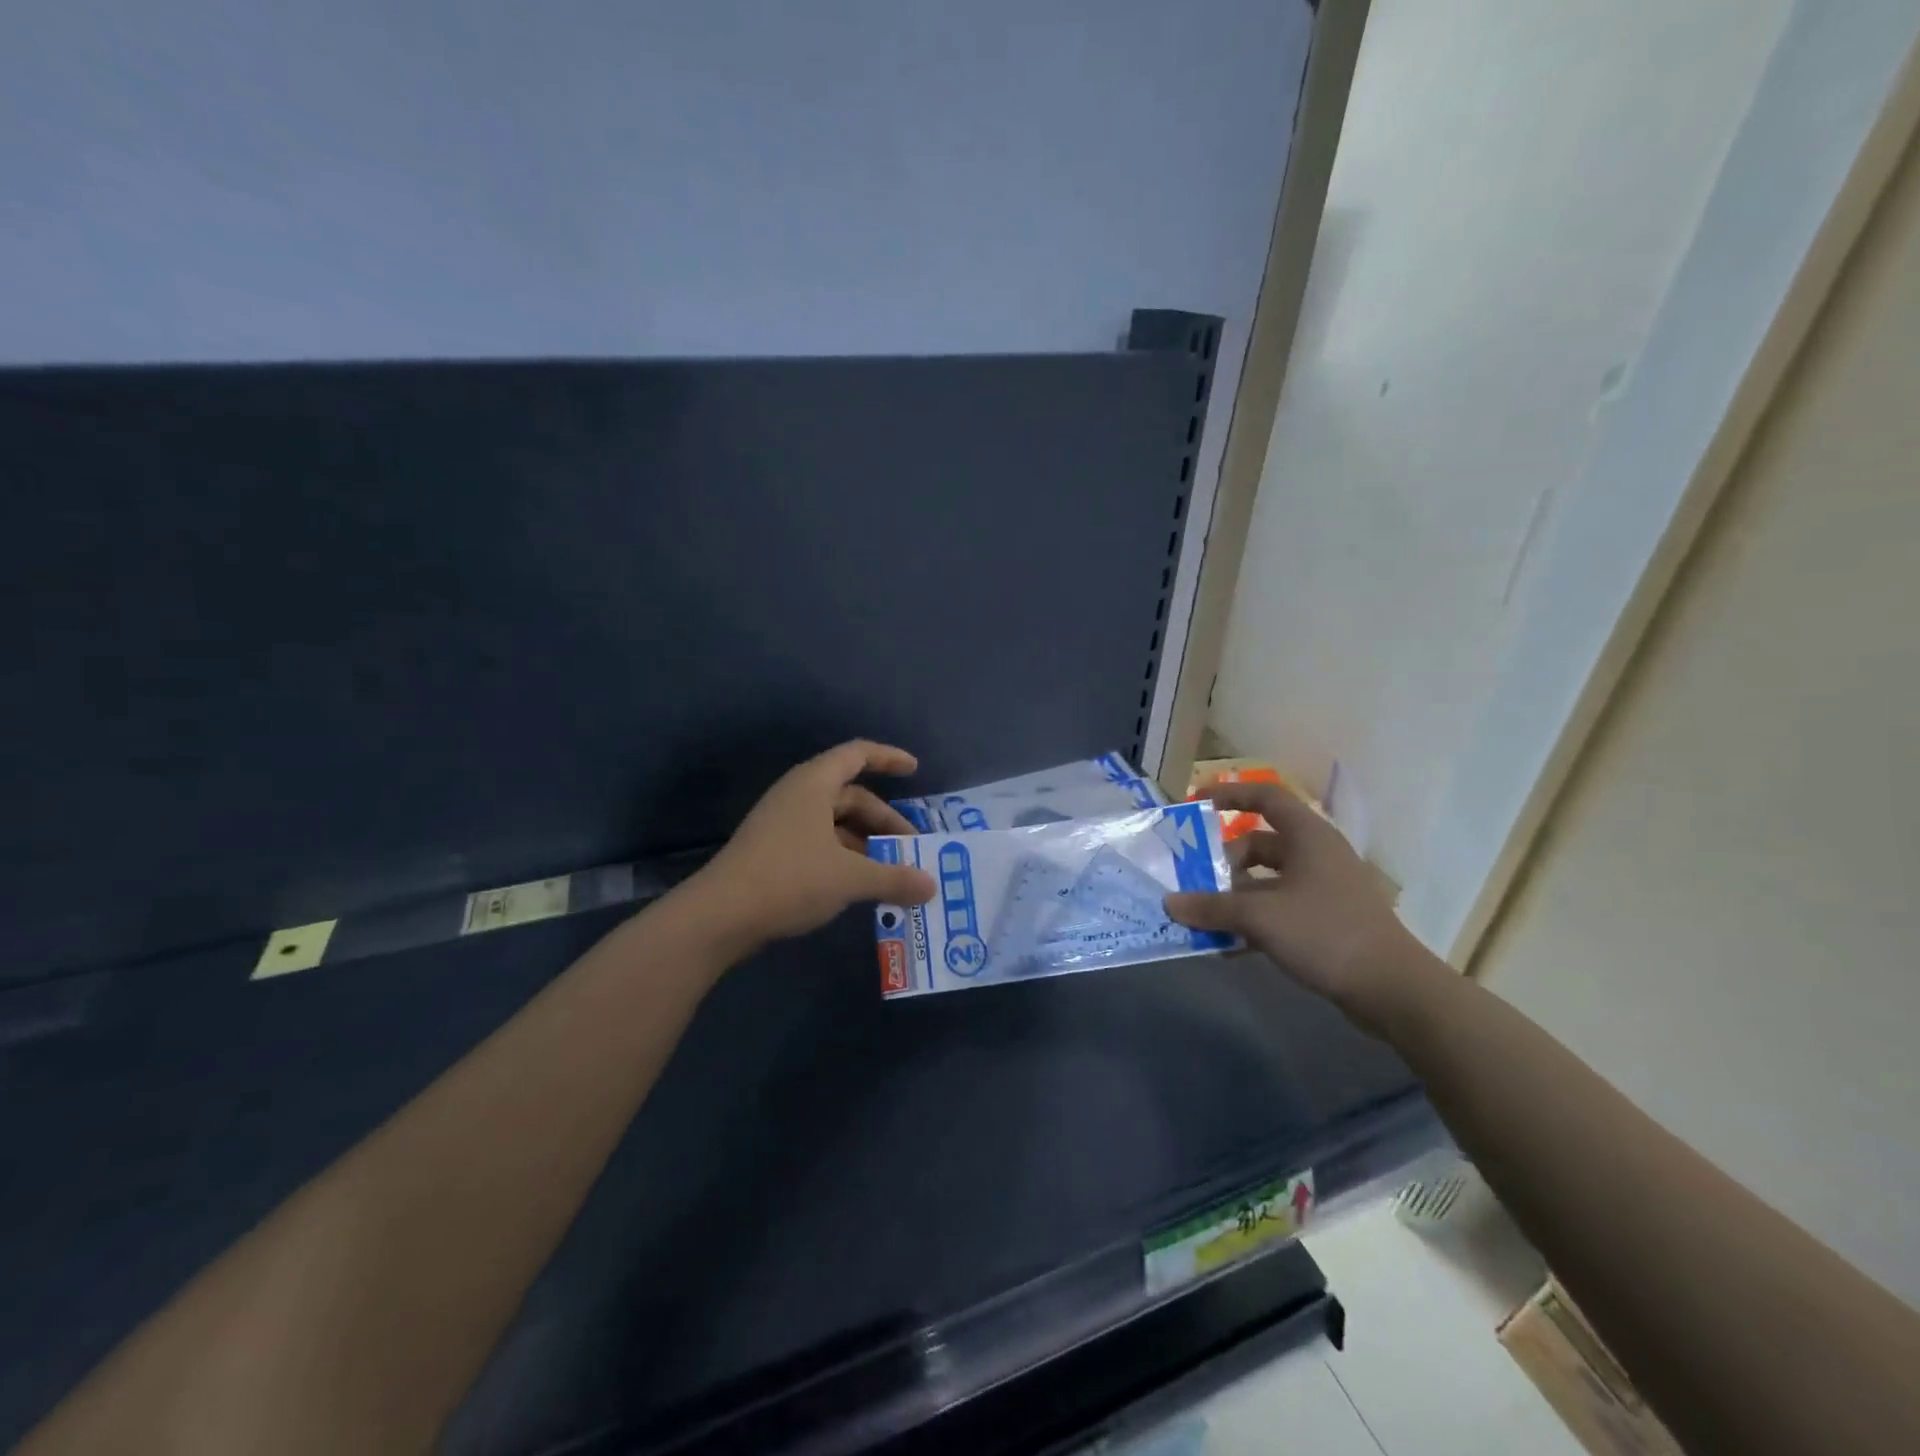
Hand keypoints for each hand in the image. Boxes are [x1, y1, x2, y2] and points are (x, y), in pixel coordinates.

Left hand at [693, 740, 936, 953]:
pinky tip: (861, 887)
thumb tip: (932, 885)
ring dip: (866, 844)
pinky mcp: (774, 853)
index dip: (889, 758)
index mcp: (814, 784)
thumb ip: (894, 878)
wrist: (720, 916)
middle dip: (885, 821)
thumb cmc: (790, 879)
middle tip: (912, 849)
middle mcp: (798, 796)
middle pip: (852, 796)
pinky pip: (821, 845)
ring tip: (893, 873)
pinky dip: (846, 859)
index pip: (858, 754)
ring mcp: (783, 825)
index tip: (915, 770)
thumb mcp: (850, 878)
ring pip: (836, 824)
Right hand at [1164, 780, 1434, 1021]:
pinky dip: (1251, 922)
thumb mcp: (1260, 917)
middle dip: (1222, 863)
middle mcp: (1315, 855)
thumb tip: (1169, 902)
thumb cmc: (1326, 933)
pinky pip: (1276, 910)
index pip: (1266, 797)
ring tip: (1201, 917)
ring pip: (1265, 881)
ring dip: (1232, 897)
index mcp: (1307, 837)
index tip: (1197, 805)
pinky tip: (1226, 946)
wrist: (1392, 989)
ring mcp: (1322, 889)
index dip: (1231, 794)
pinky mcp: (1324, 921)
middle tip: (1192, 882)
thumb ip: (1212, 907)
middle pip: (1258, 845)